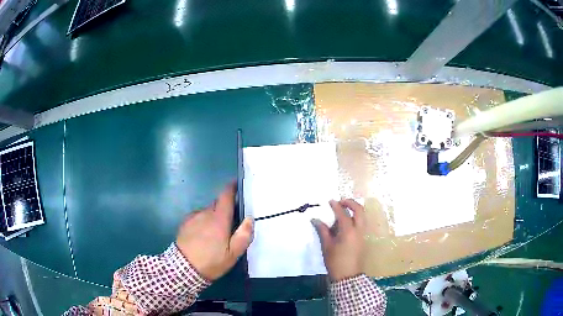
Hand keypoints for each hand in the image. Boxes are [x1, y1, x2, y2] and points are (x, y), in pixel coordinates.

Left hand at [176, 183, 253, 280]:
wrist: (183, 268)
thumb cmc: (211, 261)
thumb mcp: (233, 254)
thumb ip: (243, 235)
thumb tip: (249, 218)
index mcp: (219, 219)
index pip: (225, 196)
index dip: (231, 188)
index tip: (237, 184)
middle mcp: (205, 213)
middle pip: (217, 204)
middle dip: (225, 208)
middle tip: (231, 222)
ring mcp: (193, 217)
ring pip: (207, 211)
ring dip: (214, 217)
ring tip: (216, 233)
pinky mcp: (185, 223)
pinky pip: (198, 217)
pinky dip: (203, 221)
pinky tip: (203, 235)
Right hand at [311, 199, 365, 281]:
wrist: (347, 276)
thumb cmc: (335, 261)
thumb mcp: (326, 246)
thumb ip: (322, 230)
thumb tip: (315, 219)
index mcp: (348, 231)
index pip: (343, 213)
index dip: (336, 206)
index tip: (330, 201)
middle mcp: (358, 230)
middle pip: (359, 210)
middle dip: (351, 203)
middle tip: (341, 202)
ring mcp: (363, 234)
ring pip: (363, 216)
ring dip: (355, 210)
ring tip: (344, 210)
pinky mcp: (364, 238)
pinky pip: (362, 223)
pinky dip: (356, 218)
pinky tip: (347, 222)